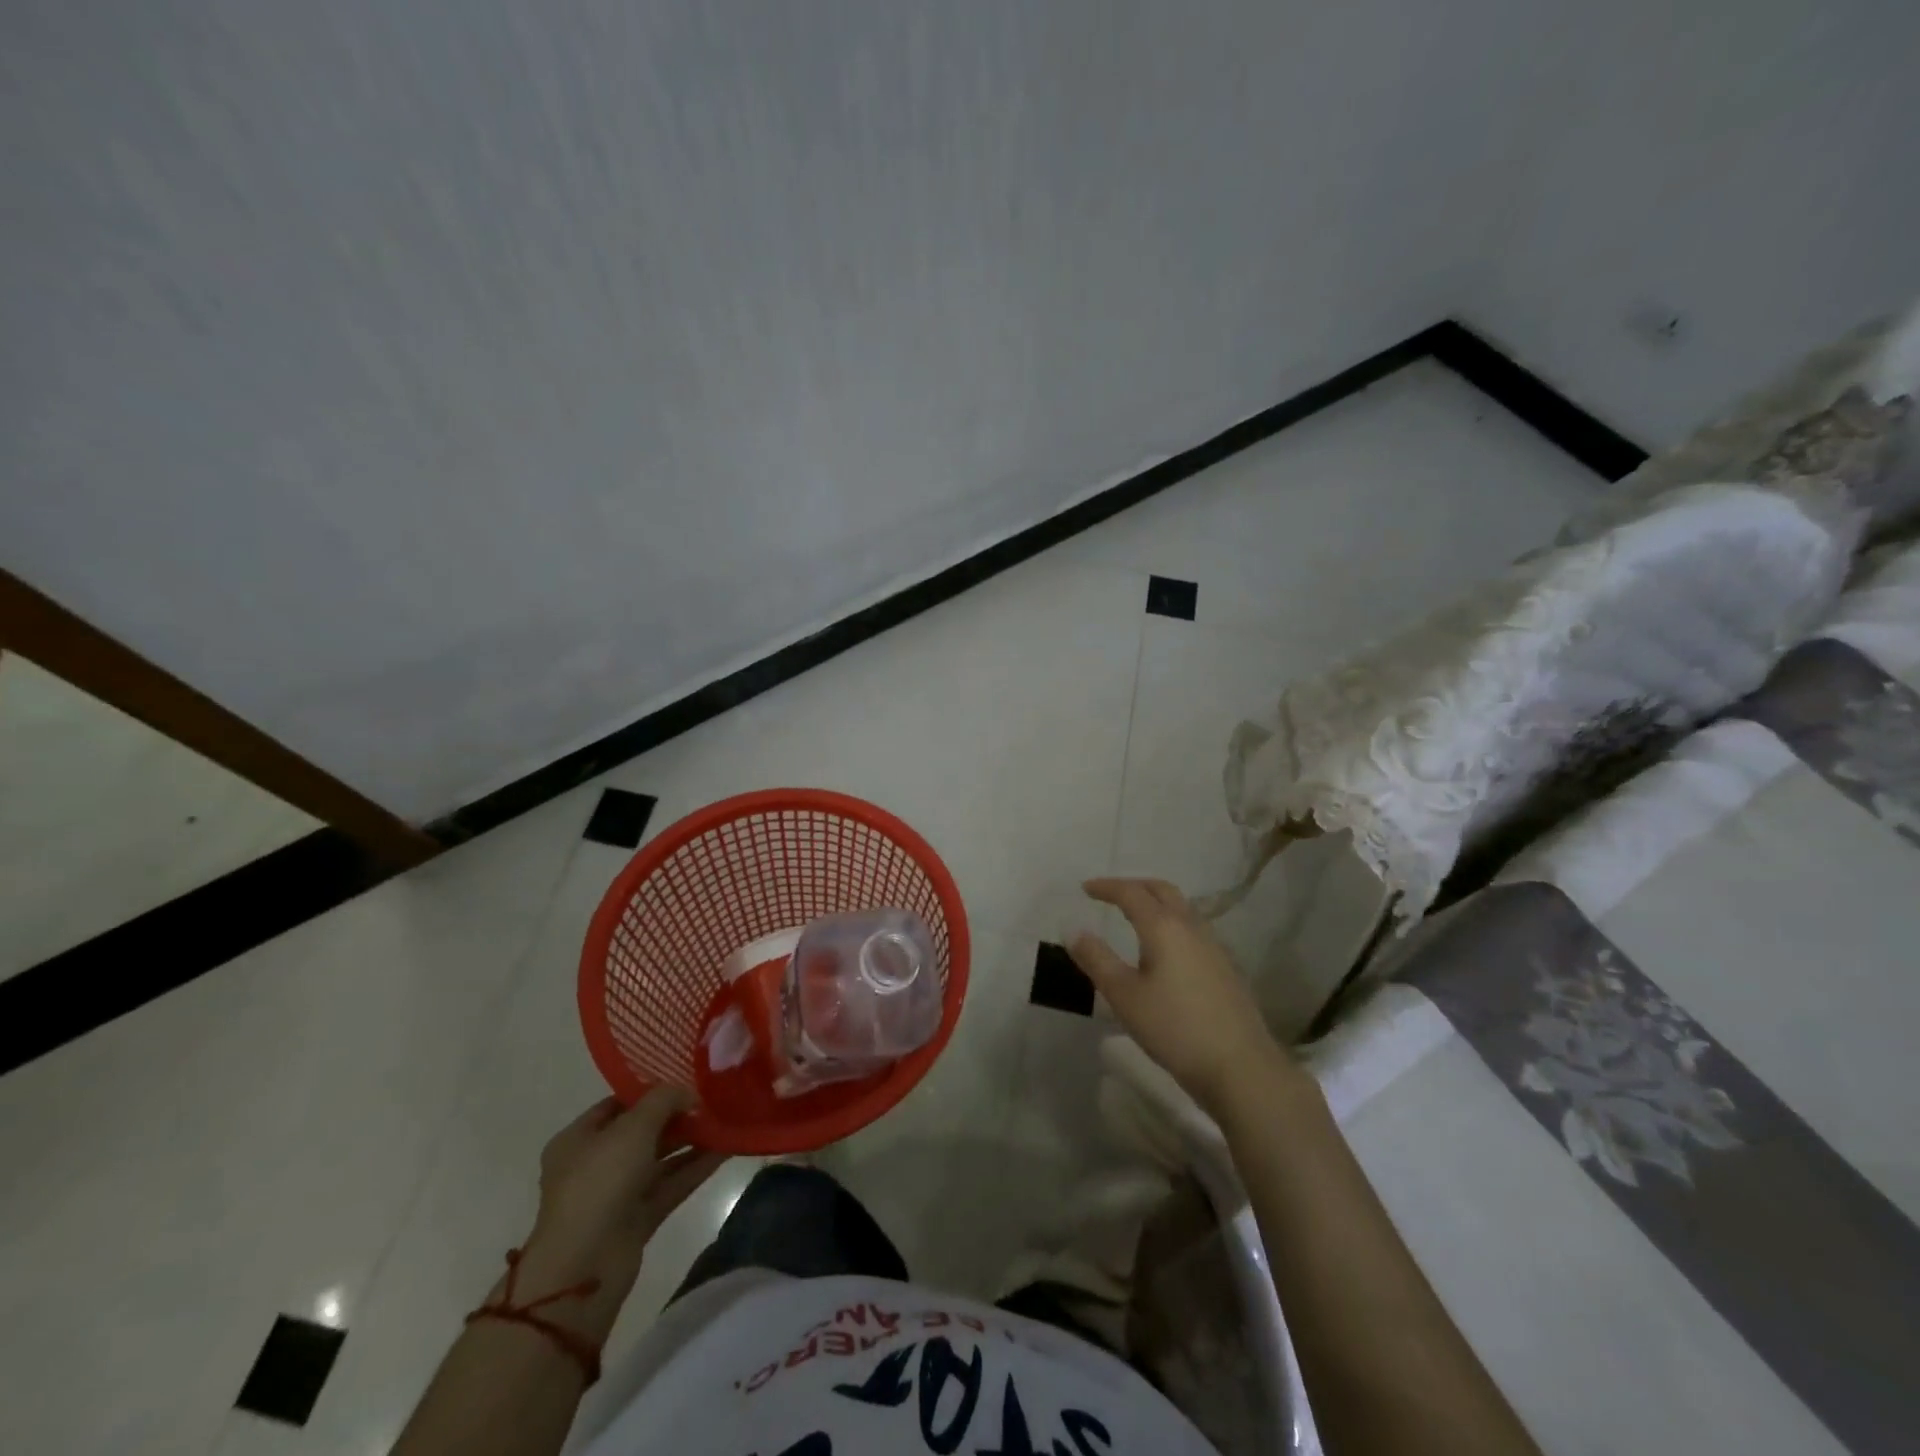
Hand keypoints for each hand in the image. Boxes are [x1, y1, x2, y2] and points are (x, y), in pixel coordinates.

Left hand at [527, 1090, 727, 1278]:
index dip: (650, 1090)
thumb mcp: (633, 1127)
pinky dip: (695, 1168)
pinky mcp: (638, 1219)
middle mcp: (595, 1164)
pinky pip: (671, 1185)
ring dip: (691, 1141)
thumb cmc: (600, 1183)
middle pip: (642, 1132)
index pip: (617, 1104)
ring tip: (726, 1120)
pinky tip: (726, 1150)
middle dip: (677, 1116)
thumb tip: (689, 1092)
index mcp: (578, 1140)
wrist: (585, 1267)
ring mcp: (617, 1194)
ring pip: (661, 1159)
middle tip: (713, 1099)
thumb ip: (664, 1100)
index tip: (686, 1079)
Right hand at [1070, 877, 1293, 1118]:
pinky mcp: (1225, 967)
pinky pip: (1193, 929)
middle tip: (1111, 894)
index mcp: (1164, 927)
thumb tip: (1073, 930)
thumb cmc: (1174, 1028)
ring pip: (1182, 908)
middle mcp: (1191, 927)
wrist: (1240, 1067)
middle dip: (1135, 886)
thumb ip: (1097, 959)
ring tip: (1135, 917)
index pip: (1131, 893)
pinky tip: (1165, 949)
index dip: (1106, 887)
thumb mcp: (1124, 996)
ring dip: (1156, 903)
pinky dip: (1172, 923)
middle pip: (1162, 891)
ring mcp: (1213, 946)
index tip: (1085, 888)